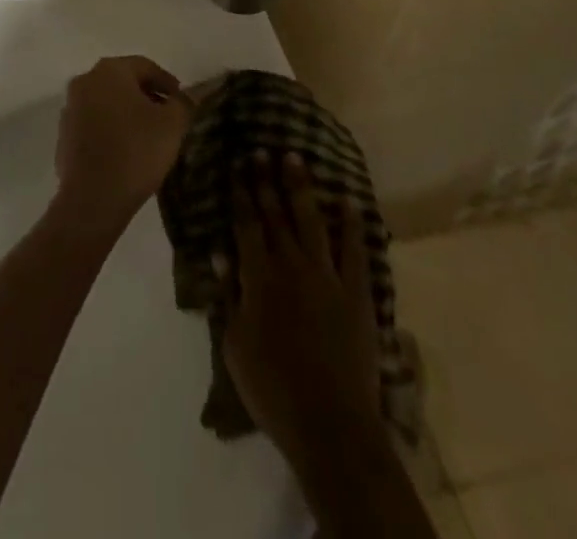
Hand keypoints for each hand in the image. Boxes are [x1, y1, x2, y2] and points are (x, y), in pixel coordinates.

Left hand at [52, 56, 191, 230]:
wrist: (93, 198)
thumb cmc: (135, 151)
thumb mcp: (172, 125)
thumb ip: (182, 104)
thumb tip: (185, 96)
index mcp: (109, 70)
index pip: (144, 66)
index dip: (167, 82)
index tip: (181, 100)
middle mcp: (85, 81)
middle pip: (122, 81)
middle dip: (146, 95)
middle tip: (168, 115)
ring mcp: (70, 108)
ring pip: (106, 102)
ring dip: (127, 112)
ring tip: (149, 135)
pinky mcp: (64, 135)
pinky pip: (93, 124)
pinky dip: (111, 129)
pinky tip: (126, 150)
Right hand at [222, 151, 382, 463]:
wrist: (330, 426)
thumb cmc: (272, 388)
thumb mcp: (234, 344)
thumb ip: (228, 294)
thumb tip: (220, 250)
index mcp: (258, 276)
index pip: (246, 223)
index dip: (241, 192)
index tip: (237, 164)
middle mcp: (291, 265)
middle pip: (276, 214)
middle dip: (266, 180)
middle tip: (261, 150)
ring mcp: (327, 276)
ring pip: (311, 220)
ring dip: (301, 187)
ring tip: (294, 157)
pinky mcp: (357, 294)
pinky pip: (356, 251)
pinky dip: (353, 225)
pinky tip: (349, 201)